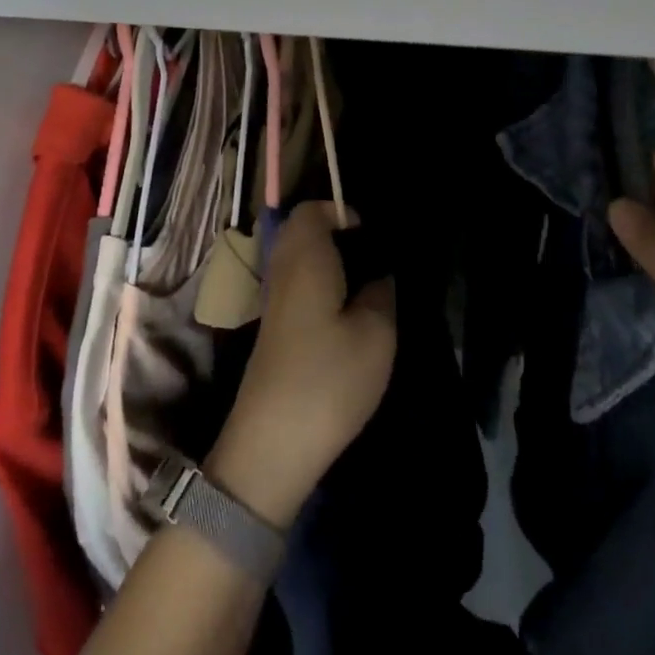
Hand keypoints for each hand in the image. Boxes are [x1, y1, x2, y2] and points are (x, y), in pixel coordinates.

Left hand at [206, 202, 397, 527]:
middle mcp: (282, 271)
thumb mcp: (376, 335)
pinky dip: (318, 285)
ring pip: (297, 260)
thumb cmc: (328, 378)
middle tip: (372, 256)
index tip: (371, 233)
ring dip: (327, 262)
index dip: (339, 211)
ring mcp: (273, 302)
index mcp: (305, 258)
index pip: (310, 211)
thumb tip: (380, 276)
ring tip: (365, 285)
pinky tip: (345, 314)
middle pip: (300, 232)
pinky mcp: (273, 330)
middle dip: (334, 233)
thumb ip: (382, 295)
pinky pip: (296, 286)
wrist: (272, 444)